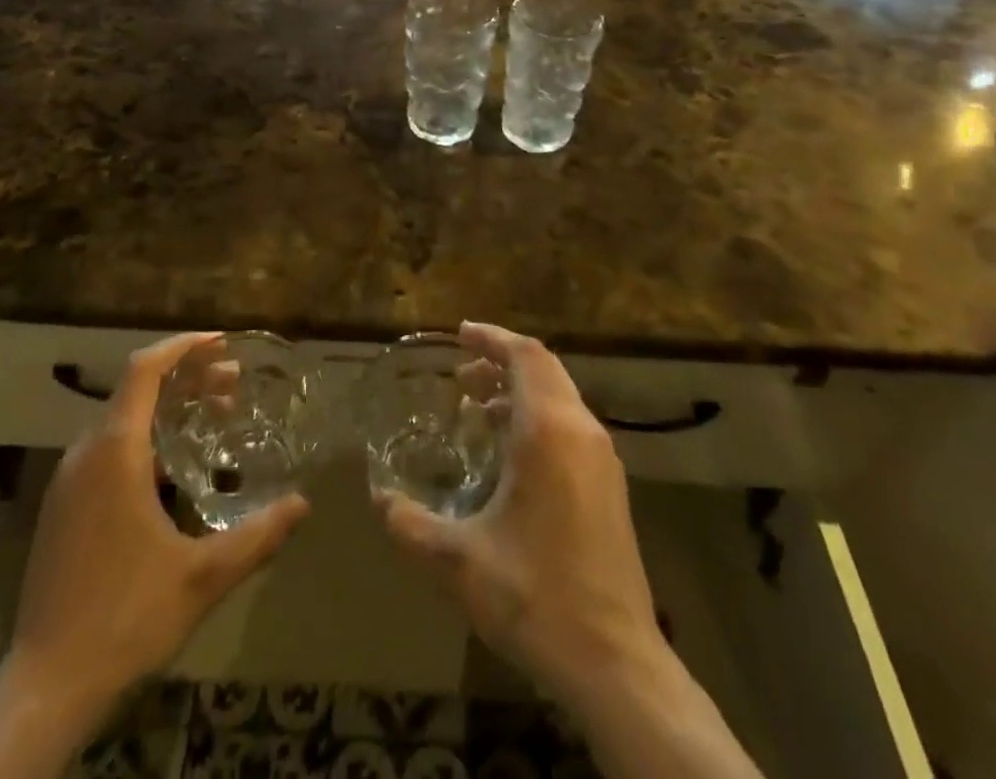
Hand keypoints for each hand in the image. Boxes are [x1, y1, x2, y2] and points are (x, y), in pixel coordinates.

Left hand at [6, 333, 308, 721]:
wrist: (45, 689)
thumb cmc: (126, 617)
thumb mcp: (203, 576)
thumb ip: (258, 535)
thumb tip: (303, 504)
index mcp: (115, 452)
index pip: (144, 370)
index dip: (183, 347)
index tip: (222, 343)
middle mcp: (85, 454)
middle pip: (136, 391)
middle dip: (187, 378)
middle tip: (234, 383)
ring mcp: (67, 482)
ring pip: (121, 420)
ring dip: (167, 408)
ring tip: (213, 417)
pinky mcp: (62, 509)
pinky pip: (107, 448)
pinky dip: (146, 437)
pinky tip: (175, 467)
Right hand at [374, 322, 665, 712]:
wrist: (616, 663)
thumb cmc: (536, 598)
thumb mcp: (460, 563)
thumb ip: (412, 526)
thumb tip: (379, 501)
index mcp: (549, 431)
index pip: (525, 355)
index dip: (492, 338)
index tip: (461, 333)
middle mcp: (581, 431)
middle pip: (544, 368)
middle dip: (502, 361)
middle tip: (461, 373)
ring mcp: (602, 458)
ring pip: (560, 396)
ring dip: (519, 391)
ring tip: (476, 410)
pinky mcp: (609, 485)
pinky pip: (570, 426)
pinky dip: (537, 417)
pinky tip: (509, 454)